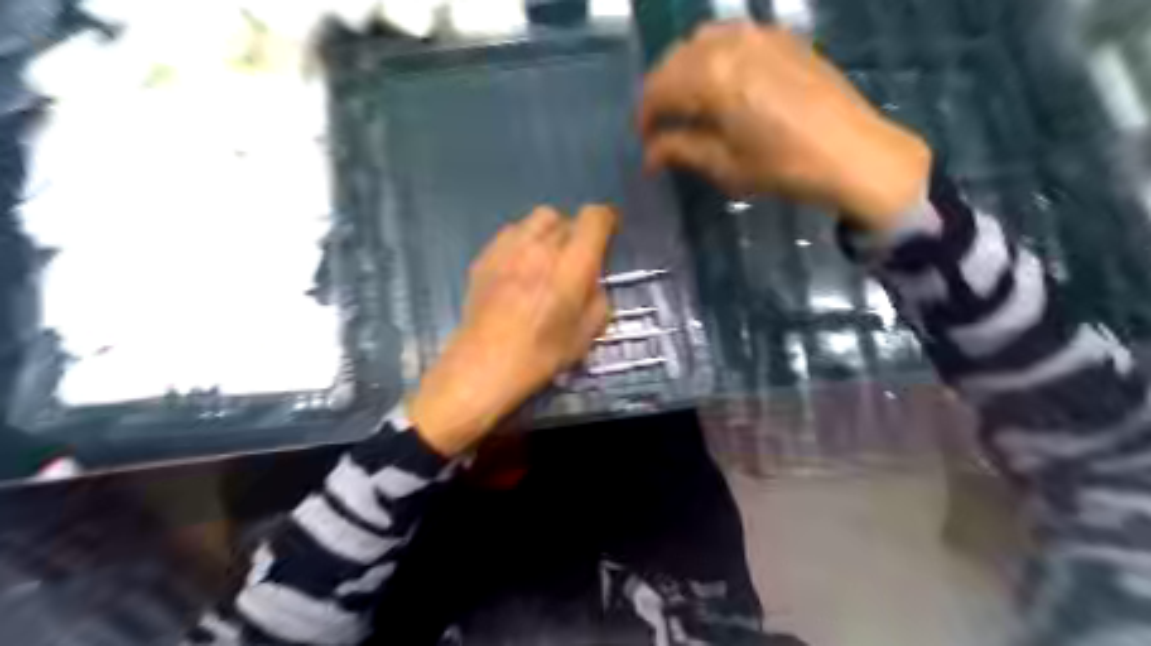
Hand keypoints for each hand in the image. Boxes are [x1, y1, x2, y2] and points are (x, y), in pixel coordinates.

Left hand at [409, 205, 615, 452]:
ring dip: (550, 232)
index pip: (594, 218)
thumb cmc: (541, 354)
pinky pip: (512, 233)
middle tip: (576, 258)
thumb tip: (592, 282)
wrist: (484, 364)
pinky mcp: (486, 255)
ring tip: (548, 257)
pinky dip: (524, 241)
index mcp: (572, 265)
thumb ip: (598, 298)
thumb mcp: (586, 333)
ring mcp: (509, 248)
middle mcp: (541, 247)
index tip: (610, 231)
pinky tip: (521, 266)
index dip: (607, 219)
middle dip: (577, 232)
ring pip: (537, 219)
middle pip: (565, 217)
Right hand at [638, 23, 933, 228]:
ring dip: (683, 68)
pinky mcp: (781, 37)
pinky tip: (719, 79)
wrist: (852, 153)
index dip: (645, 117)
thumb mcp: (726, 166)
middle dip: (659, 92)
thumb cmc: (784, 167)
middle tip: (661, 123)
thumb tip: (650, 155)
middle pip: (674, 60)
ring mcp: (759, 35)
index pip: (659, 90)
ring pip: (700, 40)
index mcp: (713, 79)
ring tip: (686, 99)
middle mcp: (730, 45)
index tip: (645, 142)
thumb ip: (681, 151)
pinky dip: (712, 54)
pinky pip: (732, 34)